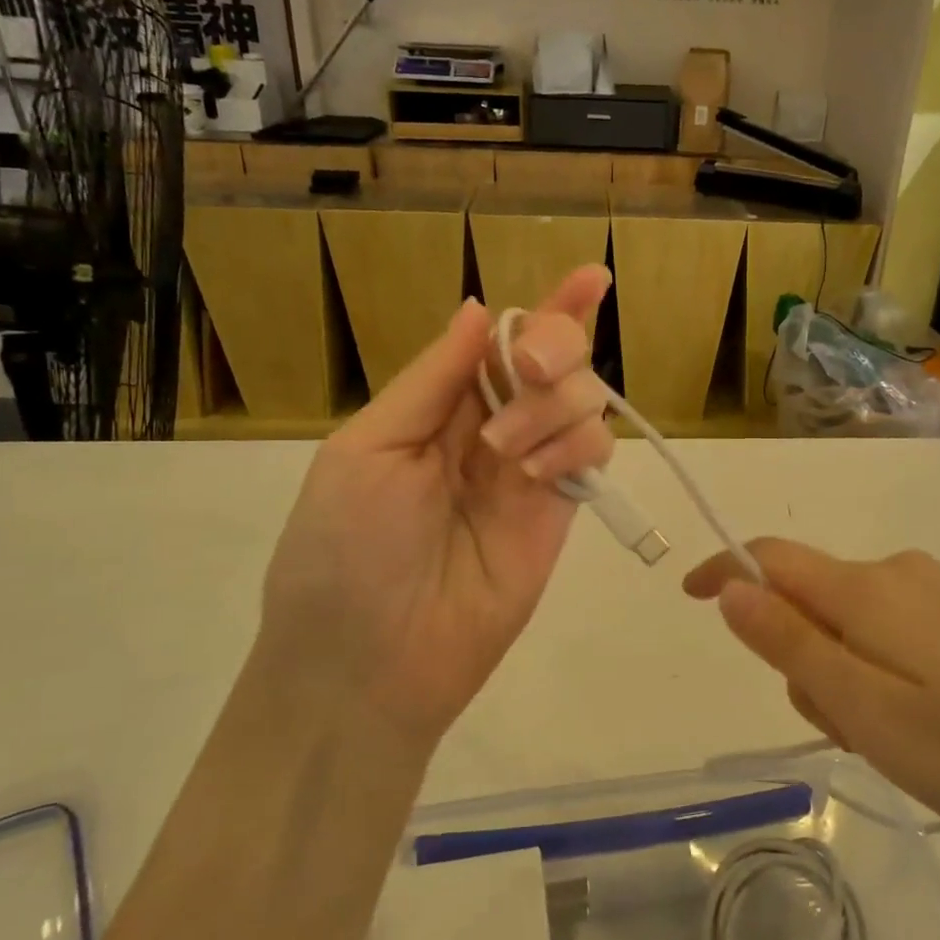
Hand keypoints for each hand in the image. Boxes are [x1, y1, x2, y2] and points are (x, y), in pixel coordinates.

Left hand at [260, 266, 614, 751]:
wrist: (370, 663)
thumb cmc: (345, 549)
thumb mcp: (368, 449)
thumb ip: (432, 379)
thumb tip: (479, 309)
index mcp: (437, 405)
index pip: (500, 340)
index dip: (547, 306)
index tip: (591, 276)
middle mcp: (491, 426)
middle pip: (555, 358)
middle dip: (554, 344)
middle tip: (529, 367)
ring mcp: (531, 468)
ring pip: (584, 399)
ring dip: (554, 403)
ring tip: (506, 452)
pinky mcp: (561, 509)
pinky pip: (594, 450)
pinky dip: (576, 442)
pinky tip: (537, 473)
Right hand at [684, 540, 939, 865]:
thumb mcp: (866, 710)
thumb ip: (790, 644)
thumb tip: (730, 587)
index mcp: (869, 588)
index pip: (771, 558)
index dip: (724, 572)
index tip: (689, 598)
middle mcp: (900, 572)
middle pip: (811, 598)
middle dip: (802, 656)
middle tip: (846, 727)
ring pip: (851, 621)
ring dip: (844, 672)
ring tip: (895, 736)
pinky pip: (891, 630)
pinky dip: (880, 670)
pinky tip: (927, 722)